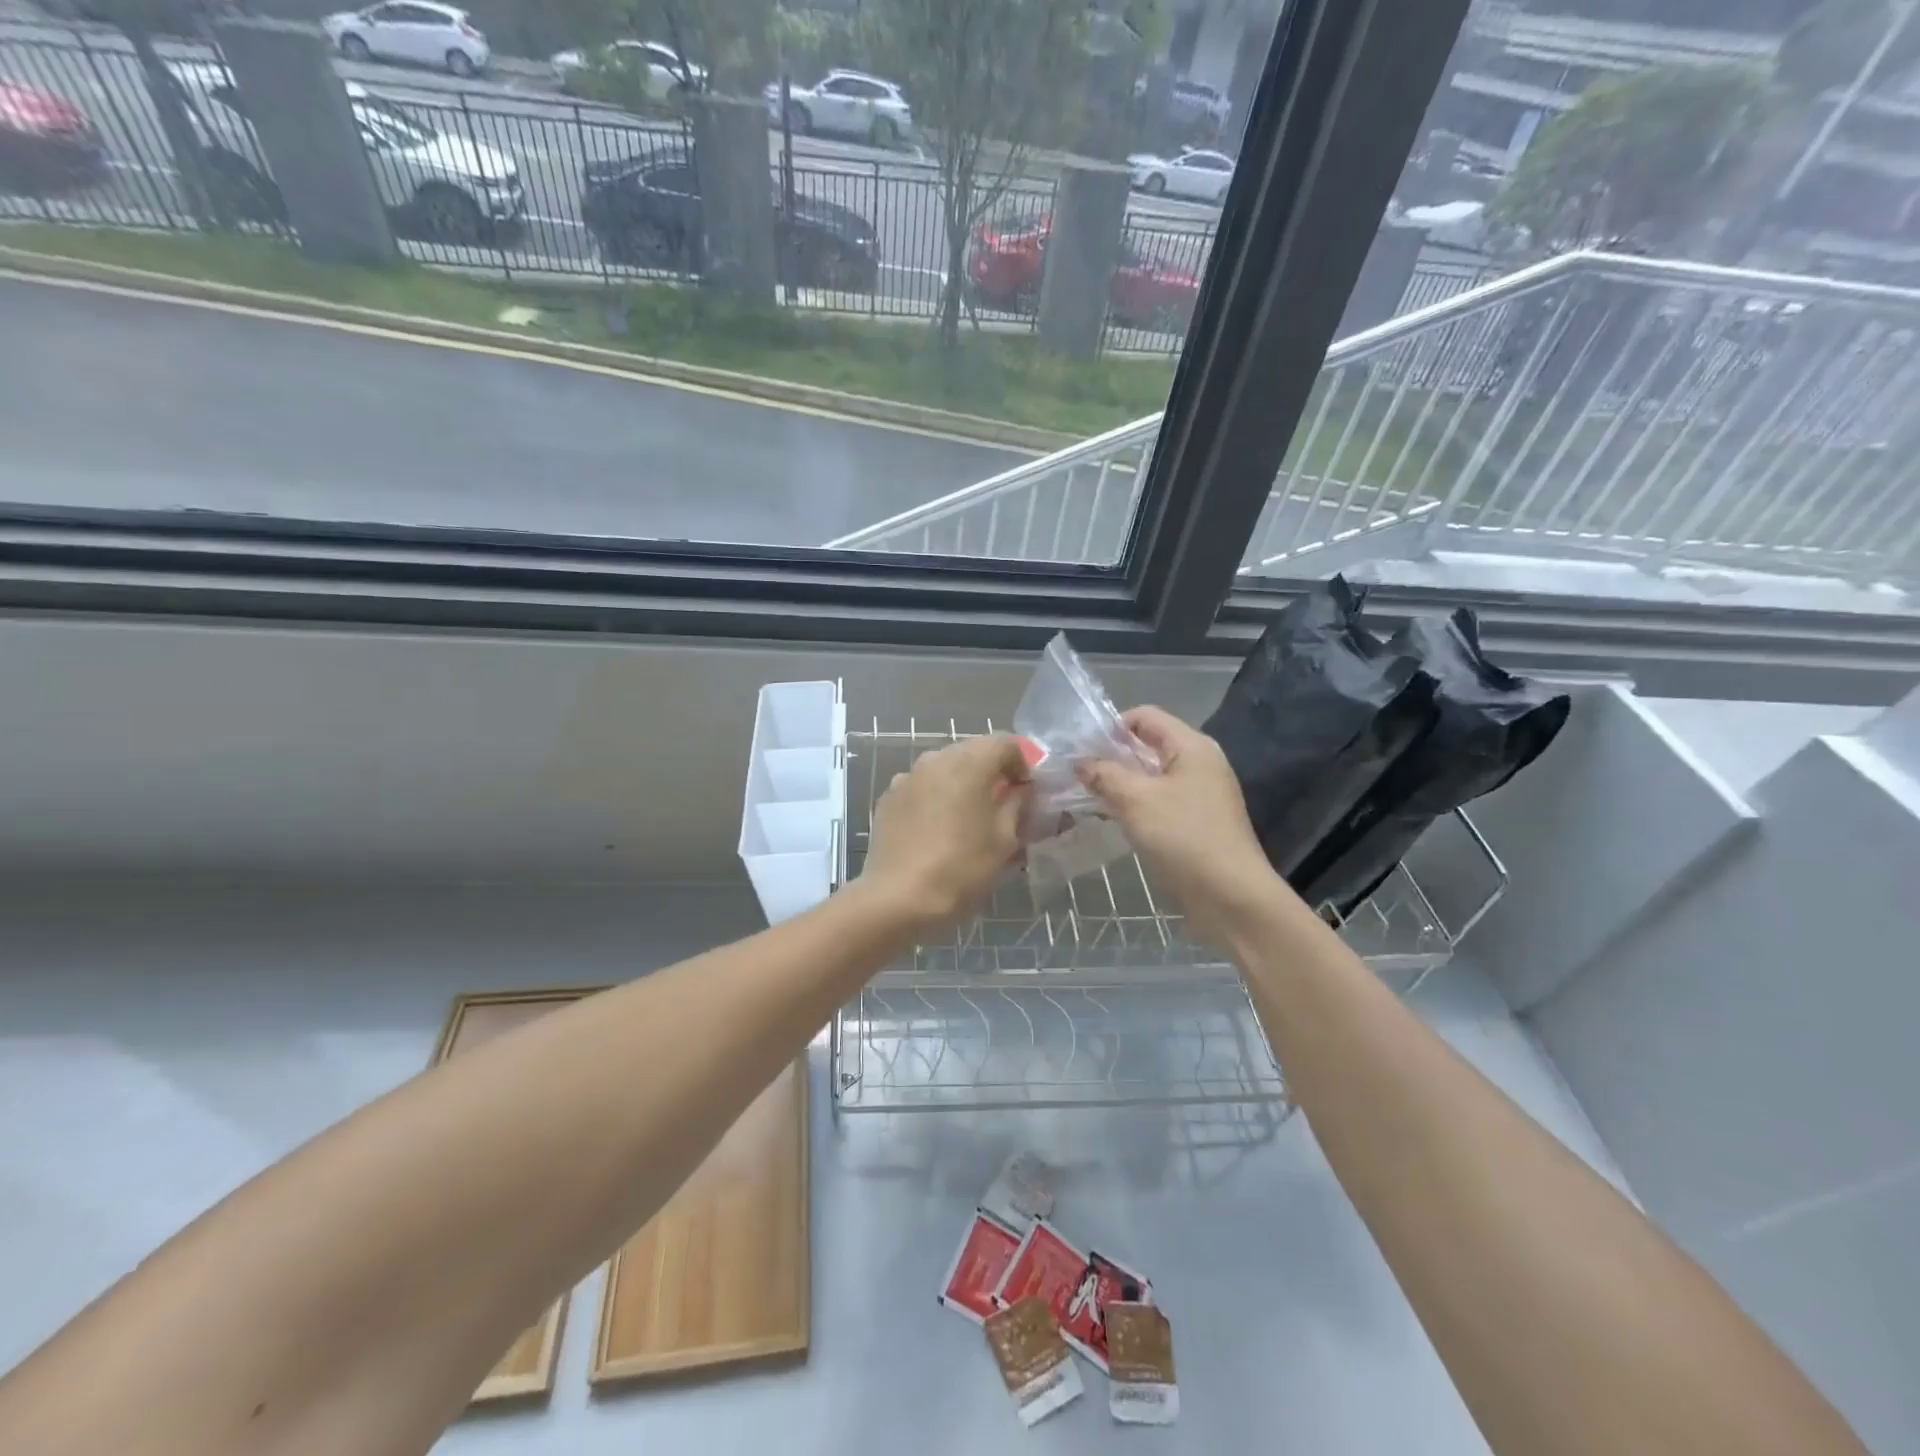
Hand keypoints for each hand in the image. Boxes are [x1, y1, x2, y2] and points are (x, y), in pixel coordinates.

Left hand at [859, 734, 1030, 931]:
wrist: (898, 898)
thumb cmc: (961, 868)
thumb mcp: (1004, 840)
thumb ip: (1017, 805)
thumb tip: (1020, 790)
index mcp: (969, 763)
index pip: (1005, 743)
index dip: (1023, 763)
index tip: (1028, 791)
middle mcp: (935, 759)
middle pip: (973, 751)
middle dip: (992, 772)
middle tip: (1003, 804)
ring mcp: (907, 777)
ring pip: (945, 768)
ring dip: (962, 784)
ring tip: (969, 818)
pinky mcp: (888, 798)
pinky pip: (922, 787)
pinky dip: (936, 797)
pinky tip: (938, 829)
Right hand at [1078, 706, 1284, 944]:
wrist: (1232, 898)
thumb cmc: (1184, 838)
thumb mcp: (1136, 801)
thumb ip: (1104, 775)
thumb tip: (1080, 761)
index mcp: (1191, 746)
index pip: (1144, 716)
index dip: (1110, 727)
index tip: (1080, 751)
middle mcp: (1199, 763)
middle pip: (1147, 745)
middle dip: (1111, 757)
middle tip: (1076, 775)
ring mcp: (1200, 794)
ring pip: (1151, 776)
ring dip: (1120, 783)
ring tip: (1086, 797)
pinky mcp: (1196, 822)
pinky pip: (1159, 801)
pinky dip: (1135, 804)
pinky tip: (1112, 819)